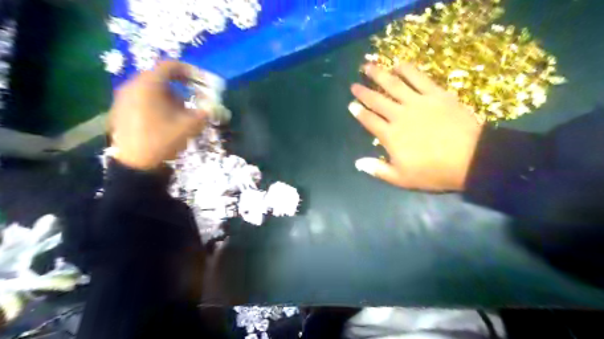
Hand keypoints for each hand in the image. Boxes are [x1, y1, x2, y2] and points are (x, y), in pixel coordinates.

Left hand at [110, 60, 208, 170]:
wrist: (136, 165)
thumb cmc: (163, 140)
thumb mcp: (190, 126)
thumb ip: (206, 111)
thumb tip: (214, 105)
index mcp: (149, 85)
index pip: (171, 66)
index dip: (190, 71)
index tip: (202, 82)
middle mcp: (132, 86)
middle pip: (161, 78)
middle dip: (181, 88)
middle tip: (193, 101)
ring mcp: (123, 98)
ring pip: (151, 90)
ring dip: (169, 97)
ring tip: (179, 115)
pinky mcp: (119, 110)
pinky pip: (142, 100)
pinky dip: (156, 104)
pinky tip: (163, 121)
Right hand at [349, 62, 481, 190]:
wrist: (471, 159)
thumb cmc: (433, 172)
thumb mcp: (402, 178)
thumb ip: (378, 170)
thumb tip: (357, 163)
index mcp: (390, 135)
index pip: (369, 120)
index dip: (358, 112)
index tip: (351, 104)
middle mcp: (399, 115)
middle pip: (377, 100)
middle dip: (363, 92)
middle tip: (354, 84)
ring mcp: (418, 102)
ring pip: (393, 84)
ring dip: (379, 74)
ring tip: (369, 66)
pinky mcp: (436, 94)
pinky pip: (418, 78)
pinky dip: (407, 69)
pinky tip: (399, 64)